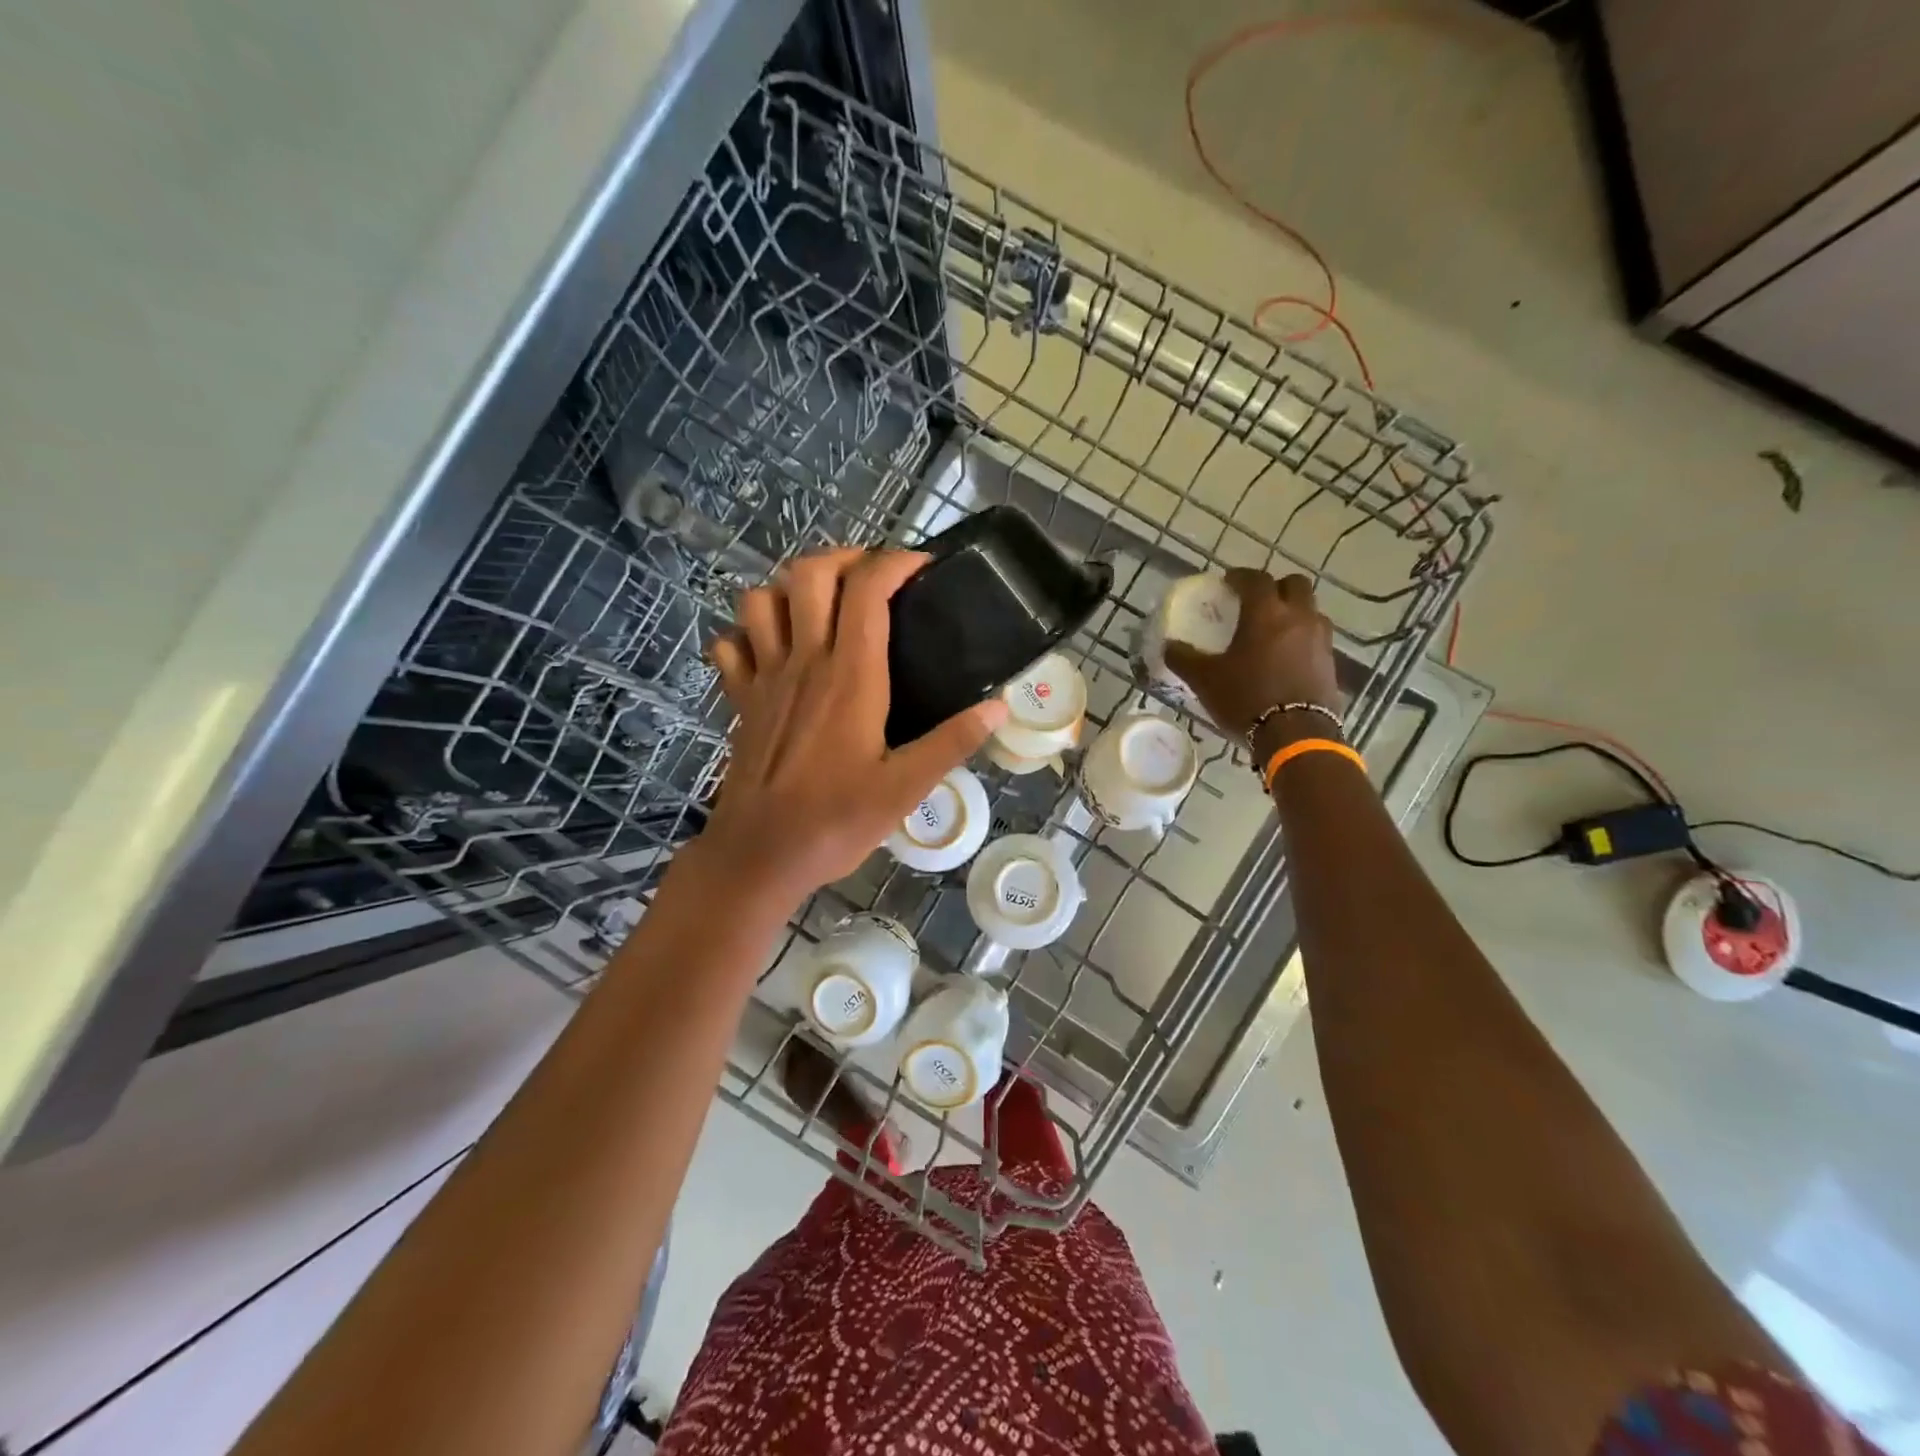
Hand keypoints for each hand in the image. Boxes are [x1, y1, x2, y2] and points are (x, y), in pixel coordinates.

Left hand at [700, 548, 1006, 904]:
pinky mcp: (741, 700)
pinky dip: (747, 633)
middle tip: (872, 576)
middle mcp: (804, 661)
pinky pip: (731, 645)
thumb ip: (952, 741)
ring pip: (760, 599)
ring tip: (821, 604)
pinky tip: (770, 647)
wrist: (760, 854)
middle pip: (808, 574)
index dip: (895, 562)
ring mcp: (765, 678)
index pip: (867, 590)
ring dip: (789, 588)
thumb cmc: (836, 821)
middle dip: (842, 557)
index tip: (922, 567)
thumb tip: (1000, 706)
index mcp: (850, 675)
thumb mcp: (906, 787)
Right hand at [1162, 569, 1340, 739]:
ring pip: (1310, 610)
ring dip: (1293, 612)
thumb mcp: (1205, 680)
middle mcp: (1298, 617)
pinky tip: (1286, 657)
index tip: (1228, 583)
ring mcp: (1320, 639)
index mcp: (1266, 613)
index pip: (1256, 579)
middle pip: (1294, 584)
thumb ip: (1184, 658)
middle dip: (1275, 587)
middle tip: (1256, 602)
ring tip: (1273, 630)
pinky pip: (1317, 638)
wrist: (1296, 735)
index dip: (1240, 577)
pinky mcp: (1331, 663)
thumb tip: (1167, 645)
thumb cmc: (1246, 698)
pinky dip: (1302, 638)